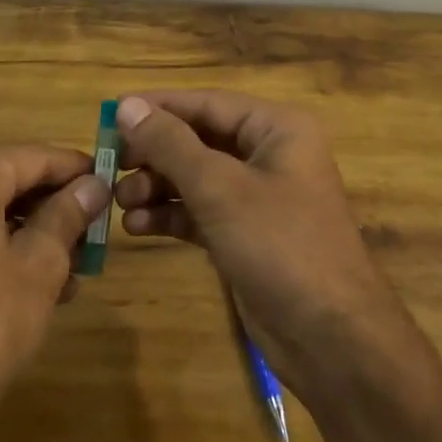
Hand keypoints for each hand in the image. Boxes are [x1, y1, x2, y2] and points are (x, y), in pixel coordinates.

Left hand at [0, 144, 109, 440]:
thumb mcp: (39, 268)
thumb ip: (68, 215)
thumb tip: (95, 183)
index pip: (36, 156)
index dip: (79, 170)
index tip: (114, 185)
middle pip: (11, 181)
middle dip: (57, 207)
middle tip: (96, 234)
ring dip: (34, 234)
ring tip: (75, 270)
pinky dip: (3, 251)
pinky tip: (38, 288)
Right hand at [112, 93, 406, 394]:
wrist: (332, 338)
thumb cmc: (280, 244)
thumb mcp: (220, 188)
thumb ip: (171, 144)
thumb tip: (128, 105)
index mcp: (276, 128)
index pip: (206, 103)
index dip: (158, 108)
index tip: (110, 115)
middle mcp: (269, 154)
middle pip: (199, 140)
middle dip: (155, 153)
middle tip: (110, 165)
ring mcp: (259, 198)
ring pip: (197, 178)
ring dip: (158, 187)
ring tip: (120, 202)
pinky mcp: (248, 235)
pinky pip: (202, 212)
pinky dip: (172, 216)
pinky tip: (138, 227)